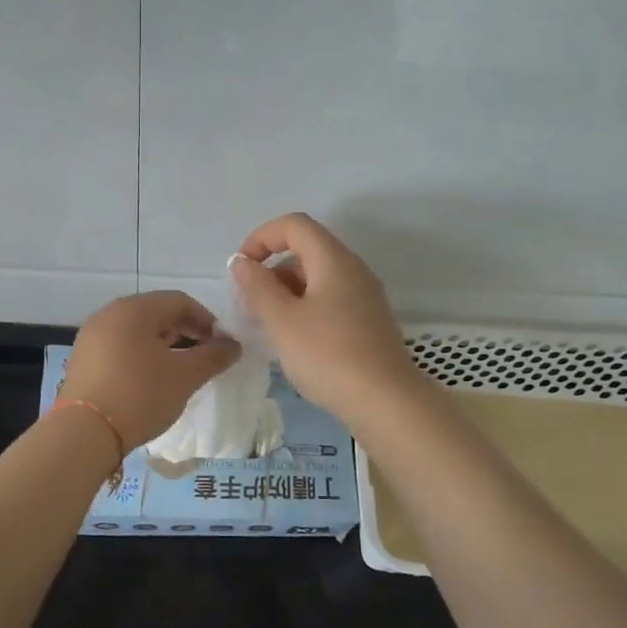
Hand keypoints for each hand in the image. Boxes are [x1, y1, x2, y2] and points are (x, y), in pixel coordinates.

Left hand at [61, 291, 239, 447]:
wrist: (84, 433)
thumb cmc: (140, 395)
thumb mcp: (185, 377)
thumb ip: (213, 357)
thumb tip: (233, 345)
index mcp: (134, 309)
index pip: (179, 301)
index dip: (206, 320)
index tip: (221, 345)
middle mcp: (109, 314)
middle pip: (156, 313)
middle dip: (185, 331)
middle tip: (203, 357)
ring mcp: (91, 337)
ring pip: (136, 331)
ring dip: (163, 345)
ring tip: (179, 370)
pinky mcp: (82, 360)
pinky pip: (119, 347)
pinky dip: (140, 356)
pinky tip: (150, 380)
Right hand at [229, 213, 419, 421]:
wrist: (385, 401)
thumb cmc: (327, 355)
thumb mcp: (282, 320)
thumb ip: (258, 286)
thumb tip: (242, 262)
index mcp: (334, 260)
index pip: (294, 225)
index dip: (261, 238)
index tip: (241, 269)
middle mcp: (353, 270)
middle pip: (306, 250)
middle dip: (271, 269)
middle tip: (250, 304)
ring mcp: (364, 296)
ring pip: (316, 278)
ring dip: (286, 292)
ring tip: (267, 325)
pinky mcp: (367, 322)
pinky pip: (329, 300)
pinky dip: (304, 308)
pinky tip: (293, 340)